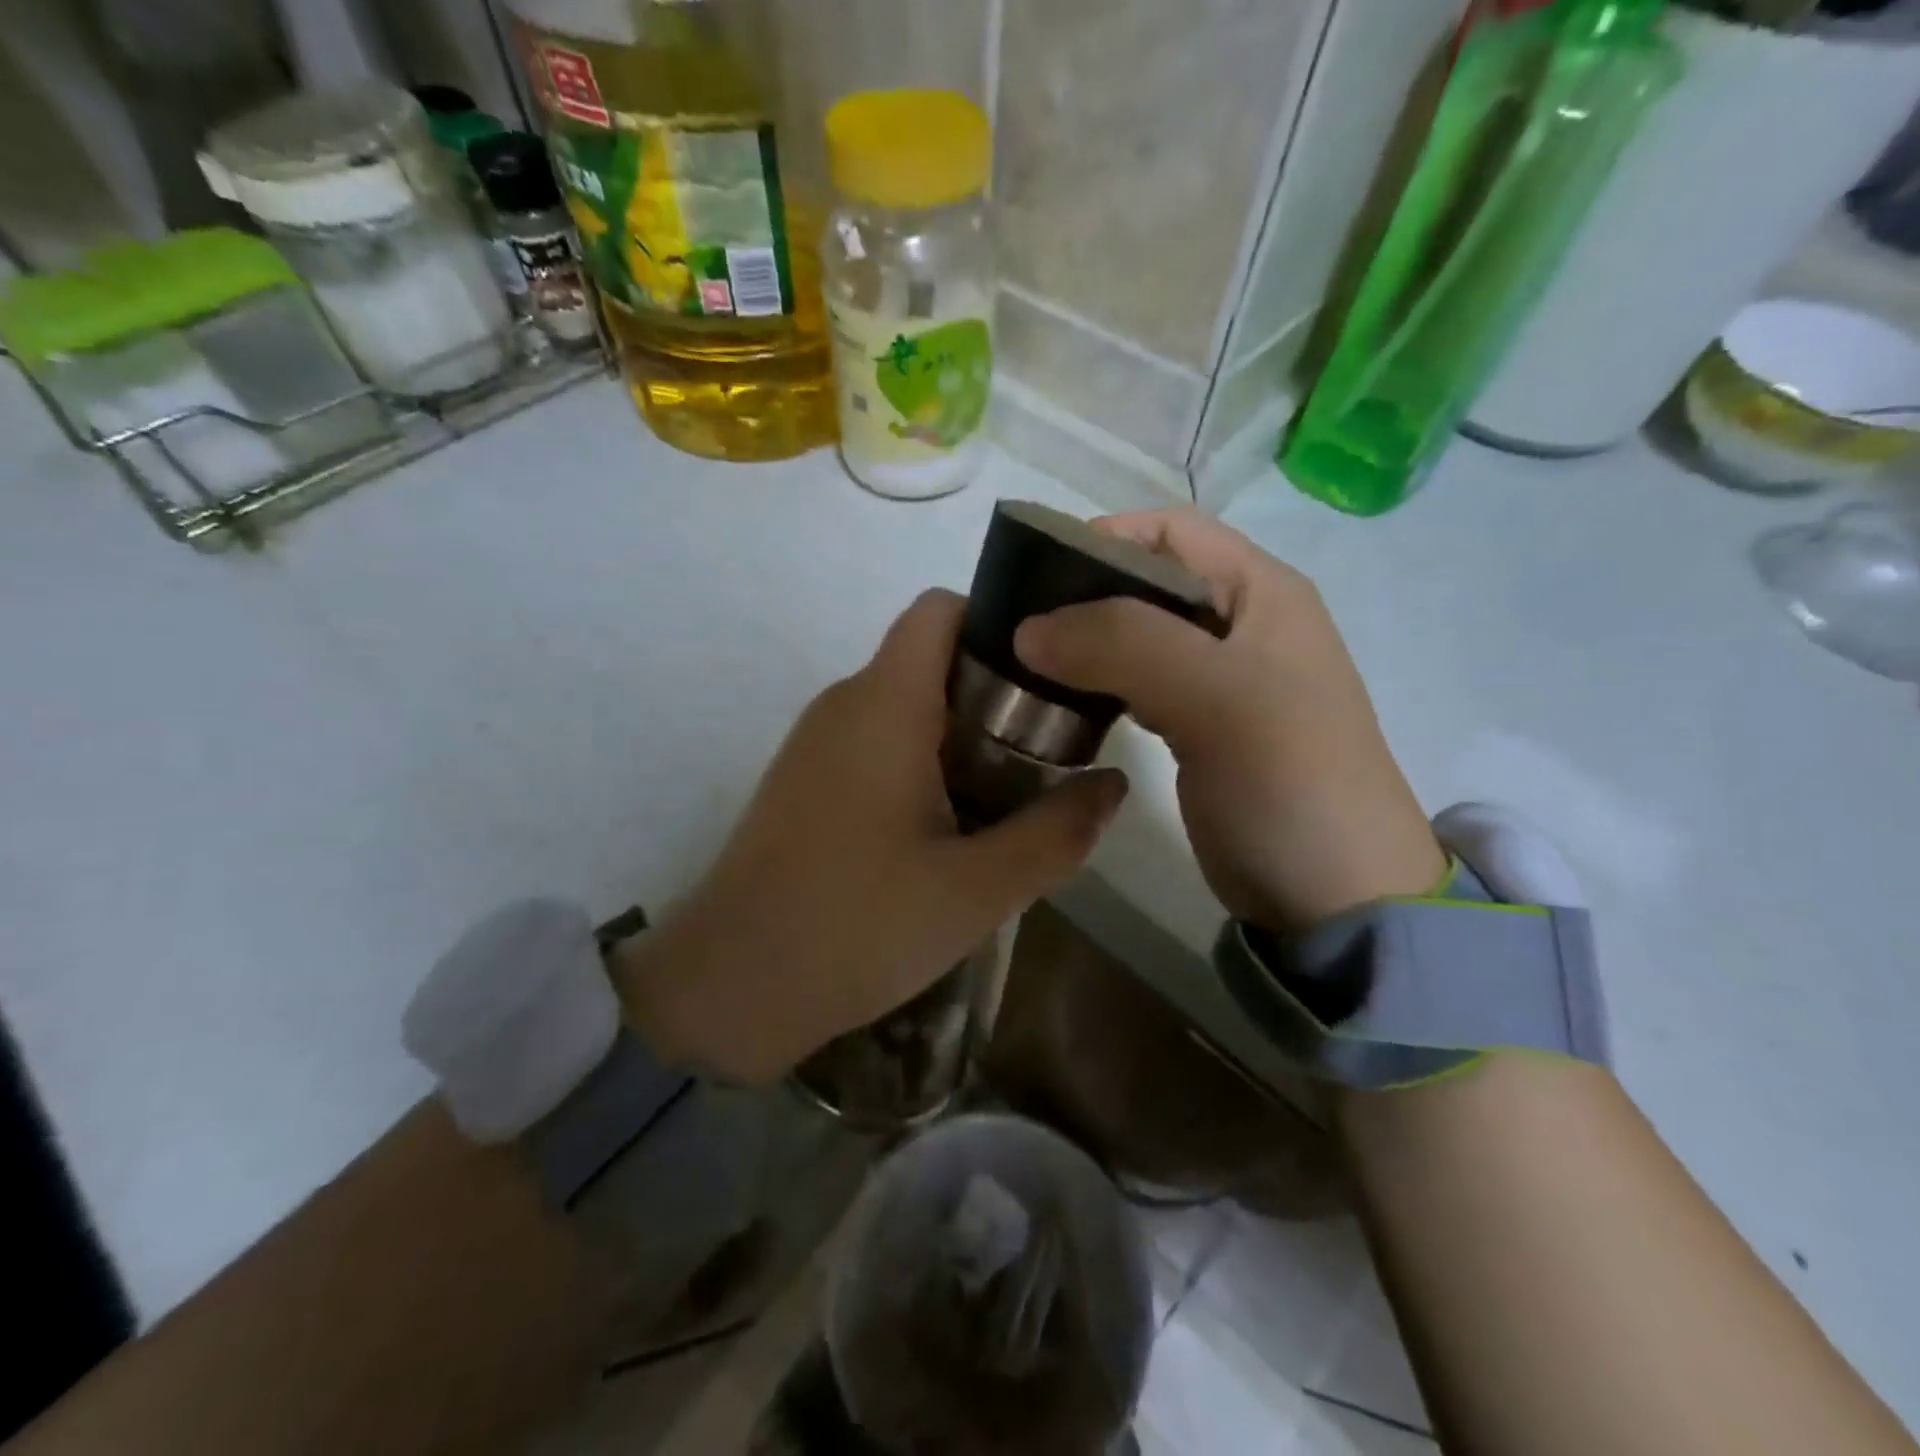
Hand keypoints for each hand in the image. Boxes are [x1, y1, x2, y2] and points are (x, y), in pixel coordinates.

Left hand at [613, 590, 1127, 1082]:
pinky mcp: (804, 780)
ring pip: (906, 705)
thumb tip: (1114, 785)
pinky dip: (924, 762)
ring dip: (963, 735)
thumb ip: (1056, 832)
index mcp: (884, 703)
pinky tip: (951, 827)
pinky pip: (877, 742)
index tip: (1052, 676)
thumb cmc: (857, 926)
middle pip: (932, 658)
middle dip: (997, 693)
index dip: (1000, 623)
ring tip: (1012, 794)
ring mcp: (817, 741)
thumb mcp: (977, 889)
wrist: (730, 987)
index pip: (941, 609)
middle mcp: (845, 703)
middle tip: (1051, 751)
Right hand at [1014, 510, 1443, 933]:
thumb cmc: (1288, 780)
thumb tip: (1029, 627)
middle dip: (1081, 596)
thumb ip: (1123, 644)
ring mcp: (1219, 680)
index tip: (1034, 577)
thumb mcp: (1215, 697)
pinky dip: (1098, 685)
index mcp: (1259, 591)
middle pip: (1146, 582)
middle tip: (1016, 628)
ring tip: (1026, 665)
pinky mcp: (1199, 728)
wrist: (1335, 895)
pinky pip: (1137, 686)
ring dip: (1084, 643)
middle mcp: (1239, 624)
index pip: (1170, 530)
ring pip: (1136, 636)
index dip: (1102, 537)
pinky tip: (1063, 703)